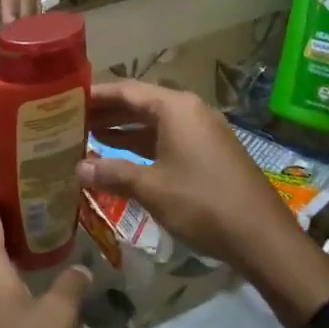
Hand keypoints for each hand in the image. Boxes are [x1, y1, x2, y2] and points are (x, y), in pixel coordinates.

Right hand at [78, 81, 328, 319]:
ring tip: (86, 136)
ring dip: (122, 129)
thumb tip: (77, 169)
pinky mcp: (208, 152)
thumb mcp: (152, 188)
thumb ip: (112, 173)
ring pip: (152, 122)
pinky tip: (119, 157)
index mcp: (175, 107)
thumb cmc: (203, 203)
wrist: (263, 238)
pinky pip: (166, 138)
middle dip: (105, 112)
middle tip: (69, 120)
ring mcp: (201, 131)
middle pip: (139, 103)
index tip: (64, 99)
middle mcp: (189, 110)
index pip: (126, 89)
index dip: (94, 95)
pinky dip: (141, 144)